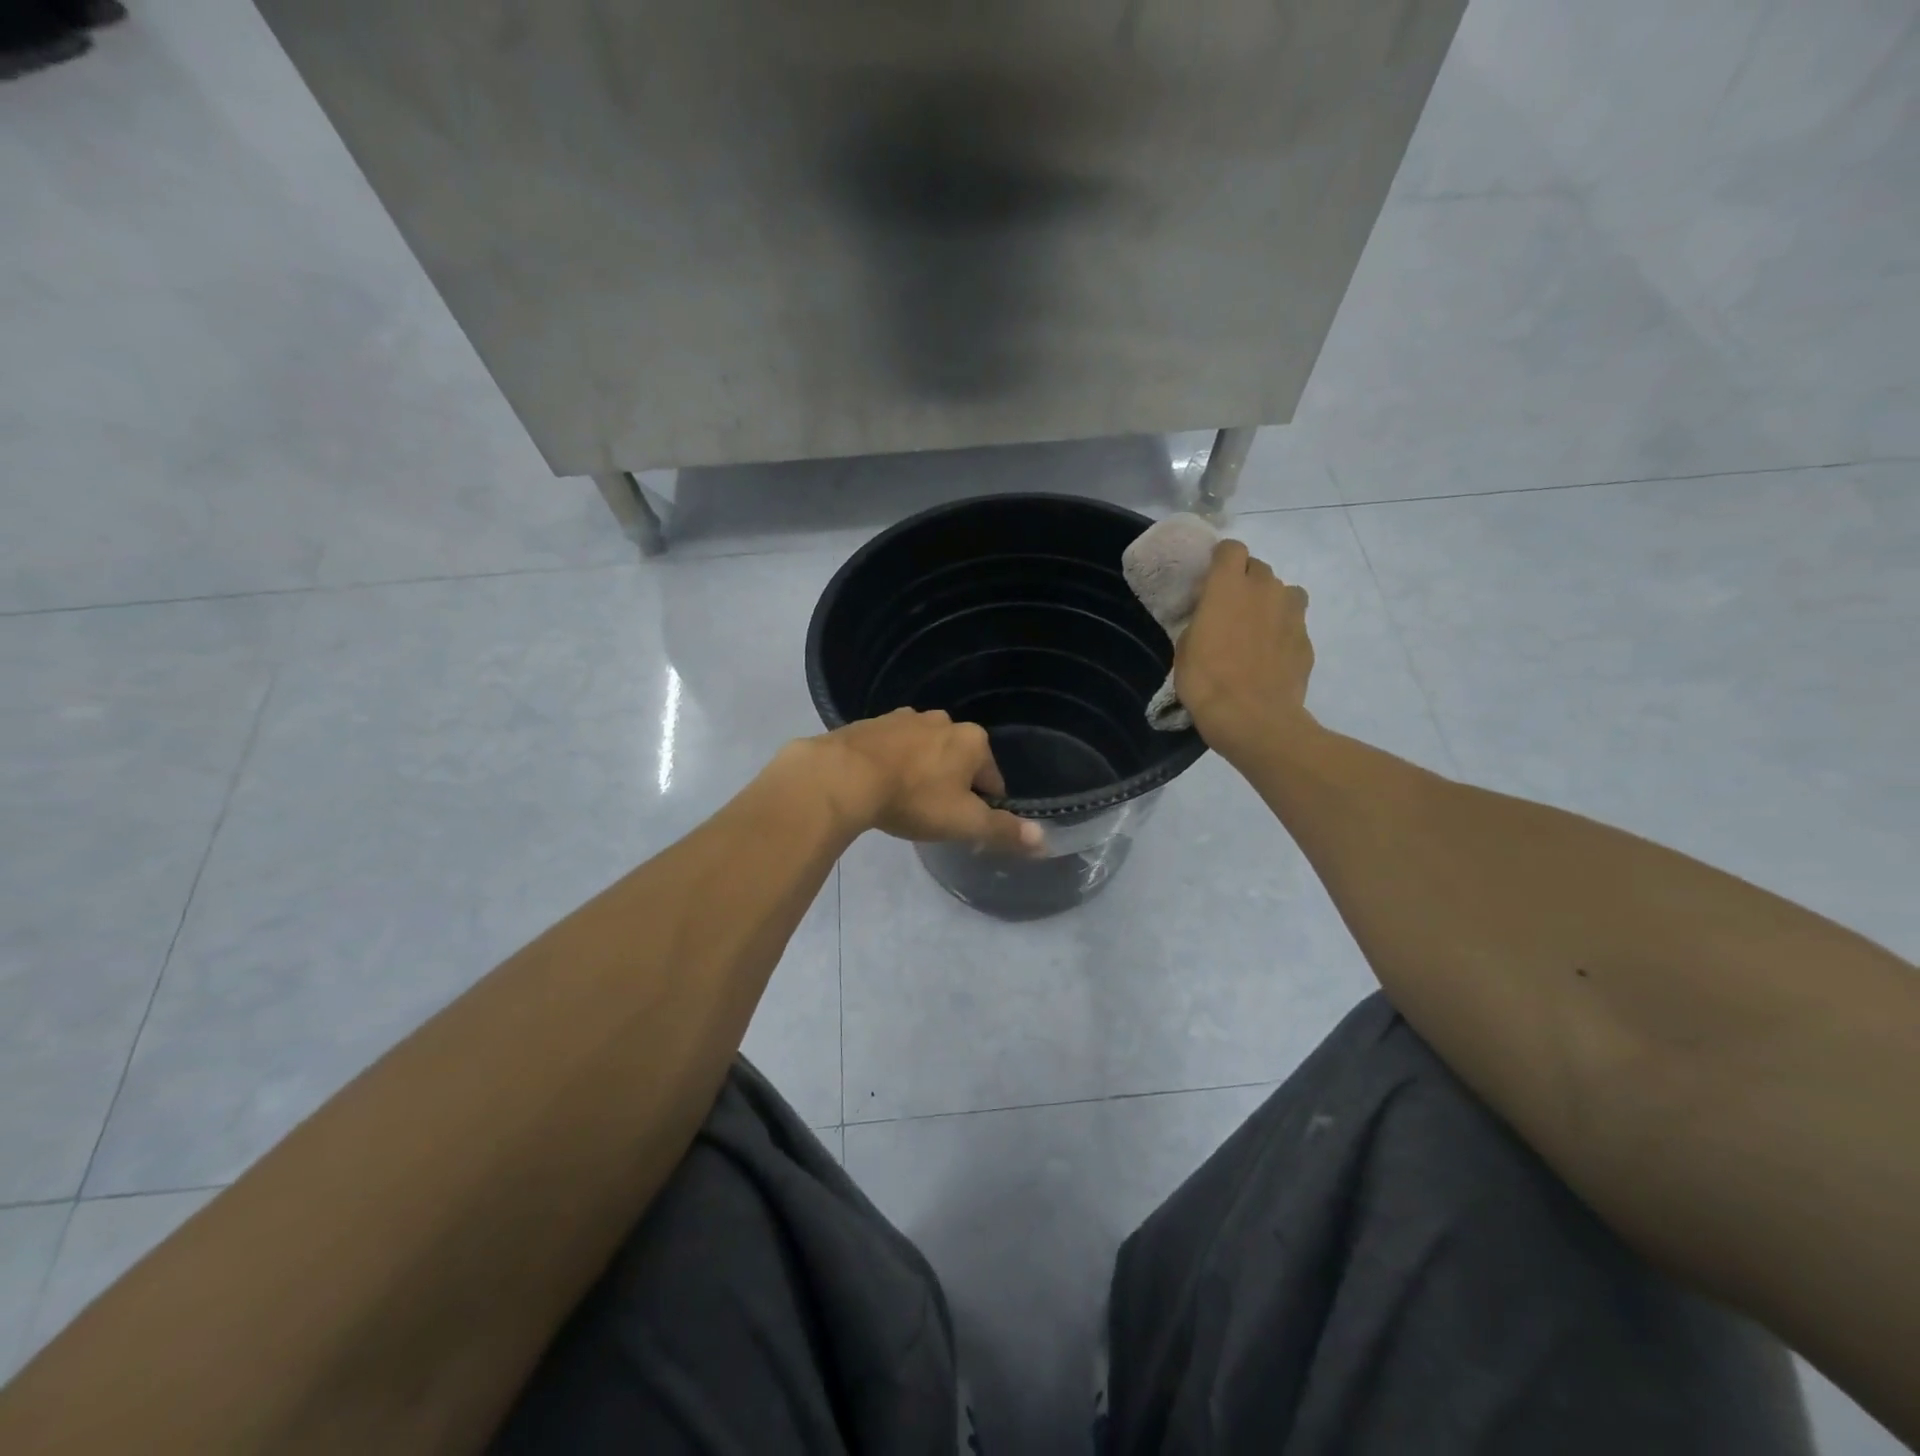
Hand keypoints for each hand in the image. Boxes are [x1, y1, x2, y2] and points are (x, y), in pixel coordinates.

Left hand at [807, 709, 1043, 853]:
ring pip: (925, 752)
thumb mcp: (964, 823)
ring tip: (903, 802)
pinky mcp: (873, 722)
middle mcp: (943, 721)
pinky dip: (893, 764)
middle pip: (958, 761)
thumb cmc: (914, 799)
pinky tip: (879, 785)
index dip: (982, 807)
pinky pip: (894, 747)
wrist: (845, 776)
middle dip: (951, 786)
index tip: (962, 826)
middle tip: (931, 815)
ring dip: (922, 772)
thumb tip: (1045, 839)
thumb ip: (1003, 831)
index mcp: (972, 741)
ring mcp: (906, 718)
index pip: (992, 780)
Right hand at [1175, 539, 1316, 763]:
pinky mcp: (1306, 639)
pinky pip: (1294, 623)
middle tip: (1231, 609)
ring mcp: (1291, 613)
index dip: (1221, 560)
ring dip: (1270, 602)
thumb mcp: (1185, 649)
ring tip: (1256, 630)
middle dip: (1245, 581)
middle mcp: (1264, 589)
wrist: (1254, 719)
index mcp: (1228, 587)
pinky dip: (1282, 632)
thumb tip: (1212, 618)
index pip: (1231, 549)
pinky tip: (1270, 657)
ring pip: (1284, 592)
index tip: (1211, 580)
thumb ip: (1202, 622)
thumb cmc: (1207, 682)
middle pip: (1258, 568)